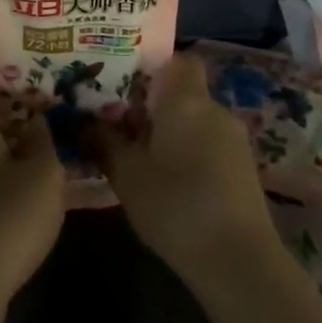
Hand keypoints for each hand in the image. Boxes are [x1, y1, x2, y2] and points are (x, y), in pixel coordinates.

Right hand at [82, 51, 281, 289]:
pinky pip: (209, 143)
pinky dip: (189, 151)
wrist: (239, 262)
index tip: (125, 83)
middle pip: (184, 91)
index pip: (179, 59)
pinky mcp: (243, 168)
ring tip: (139, 152)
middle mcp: (215, 110)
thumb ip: (103, 142)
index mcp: (186, 100)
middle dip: (154, 103)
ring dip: (171, 130)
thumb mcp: (127, 175)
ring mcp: (234, 140)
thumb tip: (78, 120)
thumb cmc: (176, 206)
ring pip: (196, 119)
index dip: (154, 66)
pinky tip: (169, 179)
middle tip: (120, 120)